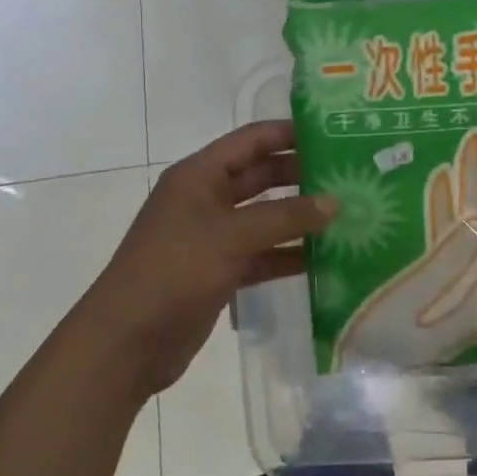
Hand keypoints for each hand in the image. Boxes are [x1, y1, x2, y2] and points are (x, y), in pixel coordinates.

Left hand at [77, 121, 335, 395]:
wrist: (127, 342)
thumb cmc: (174, 271)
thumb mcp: (231, 236)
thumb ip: (284, 218)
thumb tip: (335, 202)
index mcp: (200, 175)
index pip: (251, 140)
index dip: (289, 133)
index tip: (334, 133)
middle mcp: (206, 199)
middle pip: (260, 177)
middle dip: (301, 175)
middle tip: (348, 176)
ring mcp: (213, 237)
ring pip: (264, 218)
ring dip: (299, 218)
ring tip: (348, 215)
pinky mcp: (220, 272)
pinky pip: (262, 255)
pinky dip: (288, 255)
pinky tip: (325, 259)